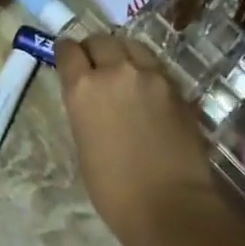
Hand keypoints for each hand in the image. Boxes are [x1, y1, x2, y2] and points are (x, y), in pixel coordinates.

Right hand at [55, 34, 220, 241]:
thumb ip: (85, 111)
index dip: (66, 52)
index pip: (68, 50)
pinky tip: (148, 91)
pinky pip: (156, 68)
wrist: (169, 204)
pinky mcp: (178, 88)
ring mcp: (151, 76)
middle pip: (101, 41)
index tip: (67, 57)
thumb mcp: (84, 145)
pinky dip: (148, 72)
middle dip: (95, 49)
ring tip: (124, 70)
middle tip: (96, 64)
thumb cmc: (114, 189)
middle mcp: (116, 71)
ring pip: (132, 47)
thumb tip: (92, 102)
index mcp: (83, 88)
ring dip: (123, 54)